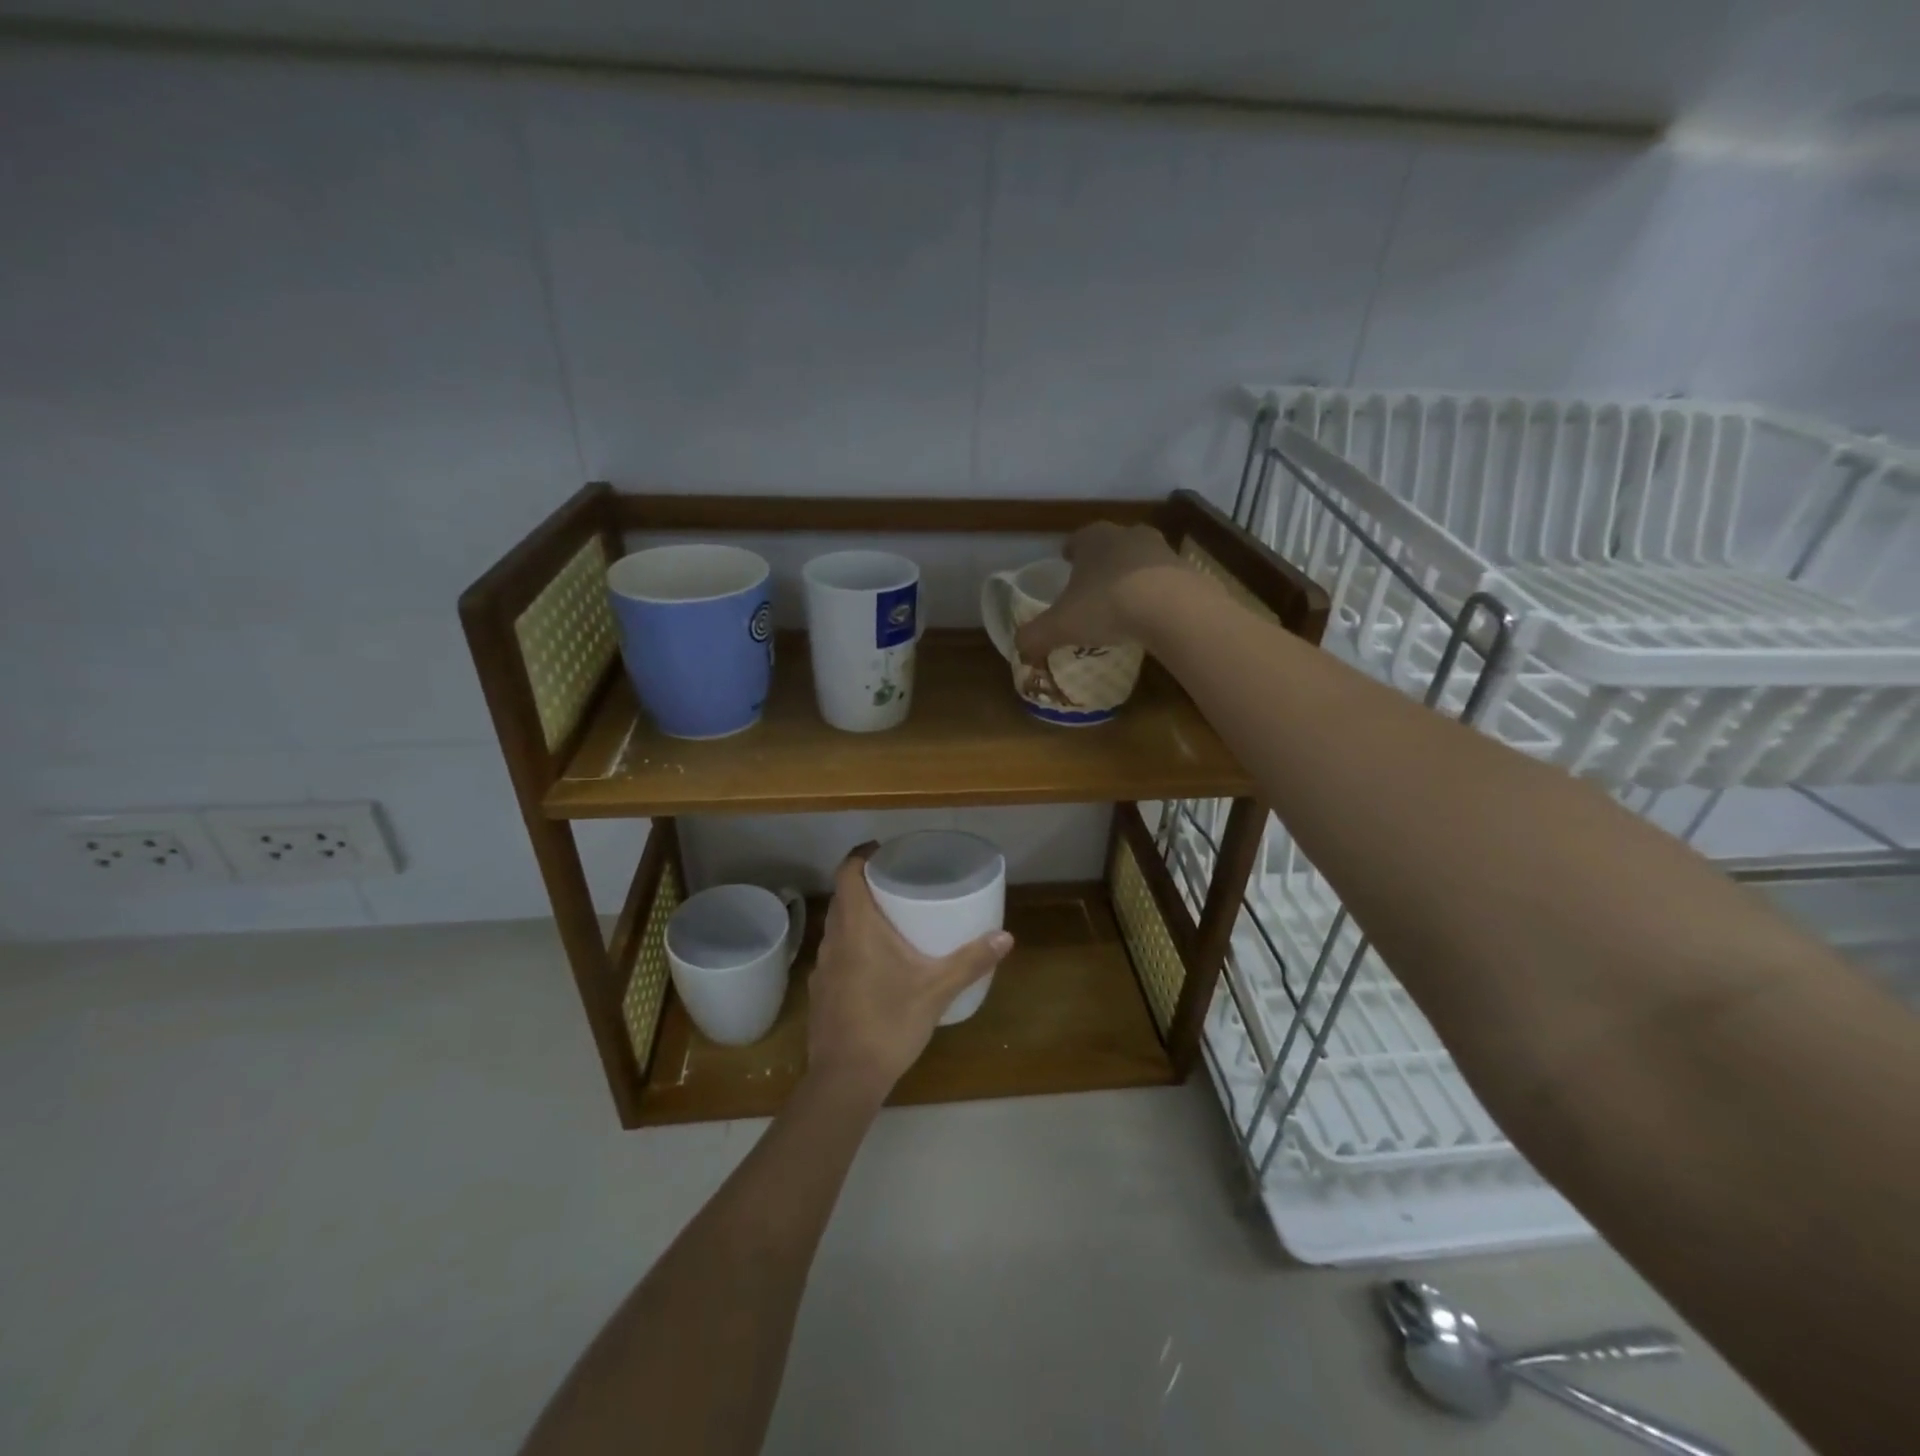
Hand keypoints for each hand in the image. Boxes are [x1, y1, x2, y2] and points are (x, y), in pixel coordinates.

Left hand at [806, 846, 1014, 1097]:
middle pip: (842, 896)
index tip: (884, 851)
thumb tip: (1006, 937)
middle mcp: (833, 939)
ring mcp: (822, 967)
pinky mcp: (821, 991)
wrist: (845, 1079)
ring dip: (857, 915)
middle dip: (865, 883)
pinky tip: (875, 963)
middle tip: (897, 882)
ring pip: (837, 925)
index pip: (847, 872)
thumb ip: (971, 961)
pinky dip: (852, 944)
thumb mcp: (937, 990)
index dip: (862, 855)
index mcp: (856, 926)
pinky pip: (836, 952)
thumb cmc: (890, 1022)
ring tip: (890, 919)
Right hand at [1013, 522, 1204, 662]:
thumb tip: (1018, 647)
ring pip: (1141, 559)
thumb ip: (1035, 635)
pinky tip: (1152, 615)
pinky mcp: (1187, 572)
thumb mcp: (1060, 625)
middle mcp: (1128, 536)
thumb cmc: (1107, 606)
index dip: (1070, 551)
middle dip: (1103, 561)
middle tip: (1094, 584)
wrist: (1172, 608)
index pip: (1078, 538)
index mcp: (1094, 539)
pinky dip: (1157, 593)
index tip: (1067, 561)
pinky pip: (1165, 581)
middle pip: (1112, 543)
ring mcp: (1162, 551)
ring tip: (1124, 601)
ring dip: (1132, 575)